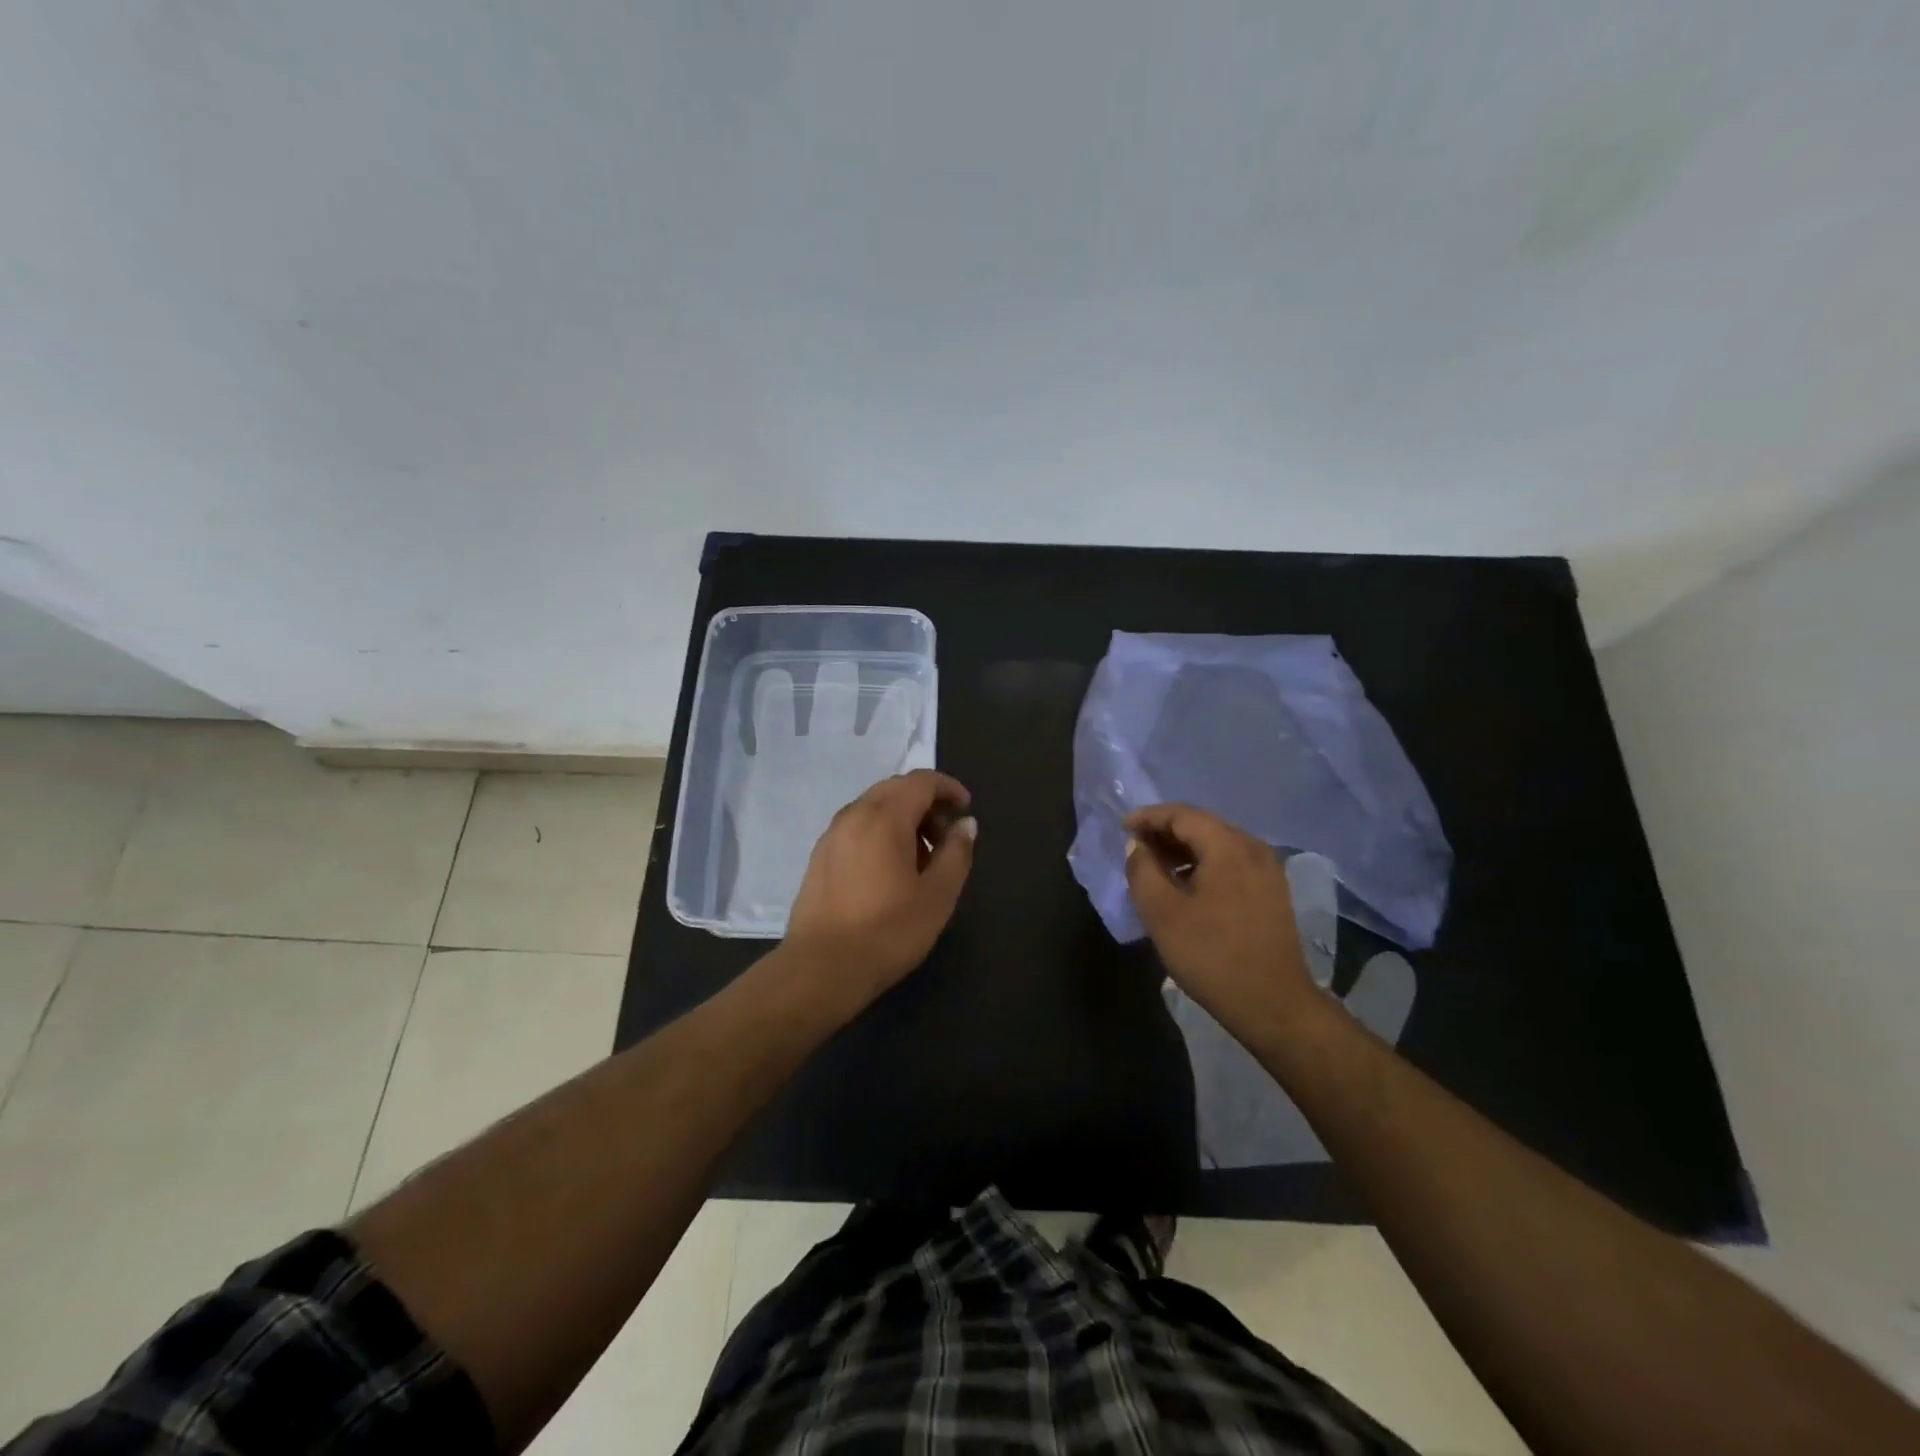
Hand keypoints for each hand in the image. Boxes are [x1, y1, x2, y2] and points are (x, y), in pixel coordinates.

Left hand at [782, 770, 976, 1008]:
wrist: (822, 969)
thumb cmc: (888, 931)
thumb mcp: (938, 895)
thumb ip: (956, 853)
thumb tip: (965, 824)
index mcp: (884, 817)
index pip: (920, 781)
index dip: (948, 787)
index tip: (966, 808)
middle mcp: (853, 815)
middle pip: (895, 789)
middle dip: (926, 802)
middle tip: (946, 836)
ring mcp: (831, 835)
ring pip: (874, 807)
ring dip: (903, 818)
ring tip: (921, 858)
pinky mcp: (819, 856)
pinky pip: (856, 827)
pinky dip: (880, 832)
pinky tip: (890, 870)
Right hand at [1123, 803, 1317, 1042]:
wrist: (1274, 1005)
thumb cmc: (1212, 956)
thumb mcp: (1161, 913)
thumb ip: (1142, 870)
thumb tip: (1137, 845)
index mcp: (1228, 846)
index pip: (1182, 814)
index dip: (1149, 816)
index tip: (1123, 828)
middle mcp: (1253, 848)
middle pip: (1202, 825)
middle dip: (1165, 831)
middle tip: (1136, 846)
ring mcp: (1268, 870)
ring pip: (1218, 844)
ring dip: (1184, 849)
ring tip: (1155, 867)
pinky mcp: (1272, 892)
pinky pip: (1231, 862)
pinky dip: (1204, 864)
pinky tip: (1186, 886)